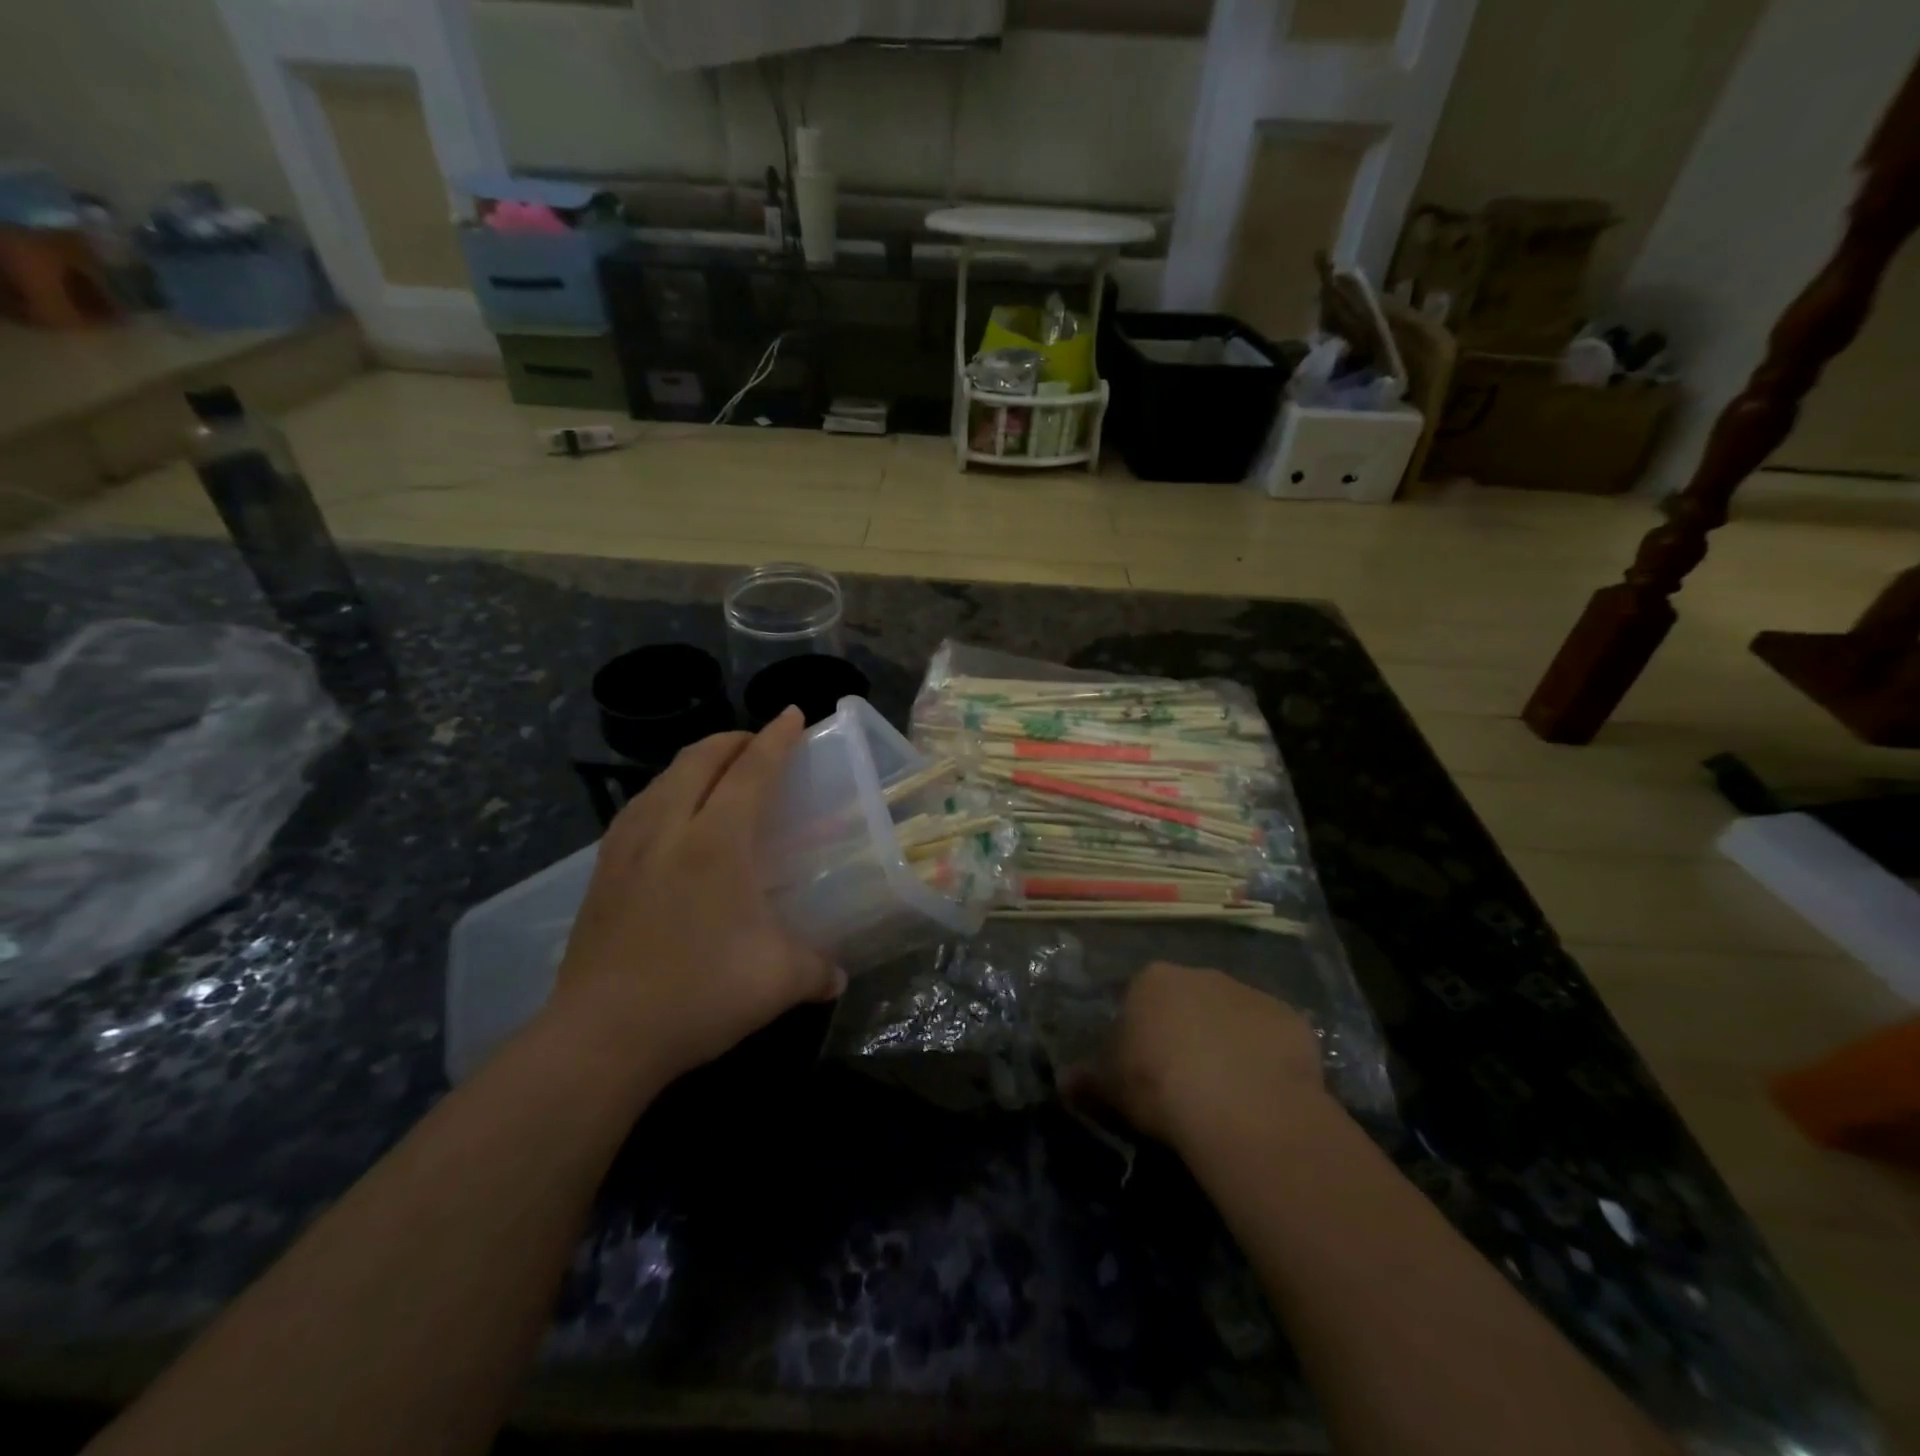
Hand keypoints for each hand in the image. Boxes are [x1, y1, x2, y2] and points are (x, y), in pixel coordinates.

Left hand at [554, 708, 842, 1082]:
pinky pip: (638, 808)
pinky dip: (664, 792)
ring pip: (662, 779)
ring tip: (717, 774)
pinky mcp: (601, 872)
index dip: (776, 739)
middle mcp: (668, 829)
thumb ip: (817, 969)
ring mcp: (626, 848)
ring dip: (694, 763)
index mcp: (716, 842)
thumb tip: (838, 976)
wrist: (600, 1035)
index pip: (751, 771)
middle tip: (759, 743)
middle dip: (732, 740)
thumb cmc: (698, 994)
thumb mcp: (777, 981)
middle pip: (698, 760)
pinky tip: (670, 819)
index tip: (792, 715)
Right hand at [1076, 962, 1333, 1148]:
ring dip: (1229, 1042)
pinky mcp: (1291, 1019)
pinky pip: (1272, 1037)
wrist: (1244, 1107)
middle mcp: (1201, 975)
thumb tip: (1063, 1082)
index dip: (1143, 1033)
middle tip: (1186, 1079)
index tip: (1145, 1068)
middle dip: (1187, 1031)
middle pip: (1189, 1001)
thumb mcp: (1112, 1089)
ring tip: (1230, 1092)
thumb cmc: (1162, 1087)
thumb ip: (1087, 1081)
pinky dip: (1267, 1057)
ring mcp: (1250, 993)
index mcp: (1153, 981)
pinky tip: (1264, 1092)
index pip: (1141, 998)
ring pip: (1233, 1017)